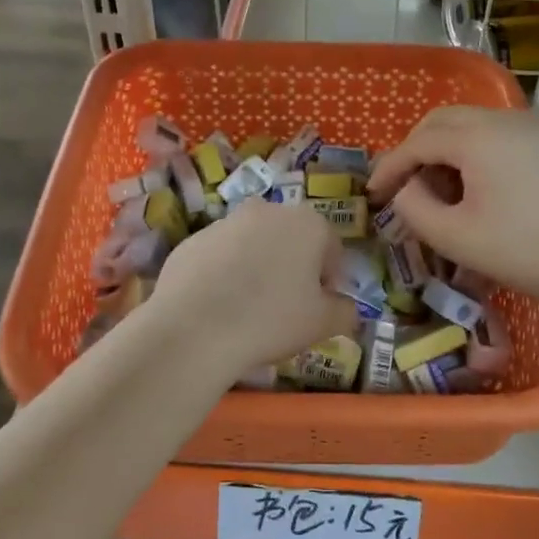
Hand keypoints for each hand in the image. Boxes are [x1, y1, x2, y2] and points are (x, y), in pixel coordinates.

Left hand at [146, 201, 358, 381]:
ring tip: (248, 307)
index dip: (330, 278)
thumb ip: (345, 311)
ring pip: (253, 244)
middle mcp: (267, 210)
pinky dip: (224, 273)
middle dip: (293, 265)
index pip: (331, 247)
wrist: (194, 327)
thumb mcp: (323, 324)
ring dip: (257, 266)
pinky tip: (218, 305)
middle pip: (290, 239)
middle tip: (286, 305)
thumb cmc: (271, 319)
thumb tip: (347, 307)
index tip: (320, 305)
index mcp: (307, 223)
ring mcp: (225, 222)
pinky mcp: (192, 239)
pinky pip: (219, 255)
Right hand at [368, 106, 538, 309]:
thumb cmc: (519, 250)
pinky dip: (468, 151)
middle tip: (400, 184)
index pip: (418, 142)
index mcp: (477, 137)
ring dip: (441, 149)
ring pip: (467, 123)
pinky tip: (469, 186)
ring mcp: (528, 128)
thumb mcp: (453, 236)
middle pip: (441, 121)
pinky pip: (492, 133)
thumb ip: (413, 207)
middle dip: (414, 149)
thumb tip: (404, 189)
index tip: (372, 193)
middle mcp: (502, 119)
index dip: (390, 166)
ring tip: (434, 189)